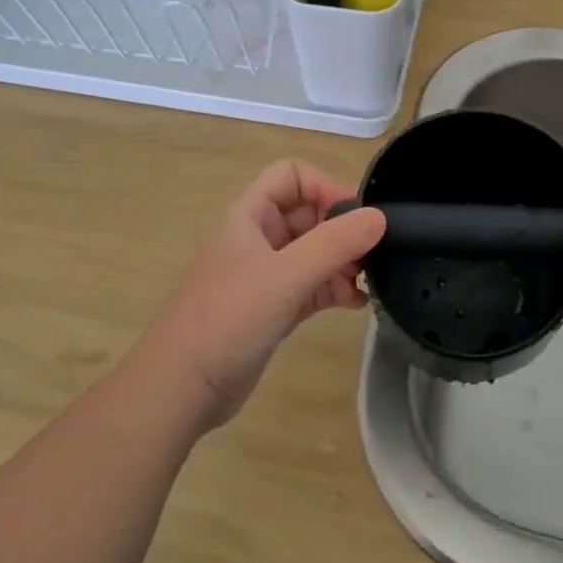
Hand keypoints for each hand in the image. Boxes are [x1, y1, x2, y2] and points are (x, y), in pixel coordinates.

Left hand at [131, 160, 385, 428]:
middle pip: (308, 214)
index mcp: (250, 216)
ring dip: (342, 261)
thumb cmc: (229, 318)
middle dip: (342, 229)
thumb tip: (380, 217)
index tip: (357, 216)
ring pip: (313, 252)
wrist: (182, 386)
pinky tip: (357, 303)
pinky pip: (312, 286)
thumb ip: (335, 244)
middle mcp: (258, 238)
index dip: (325, 186)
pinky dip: (334, 289)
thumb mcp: (286, 275)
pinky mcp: (273, 308)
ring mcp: (265, 275)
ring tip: (367, 282)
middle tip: (373, 253)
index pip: (292, 176)